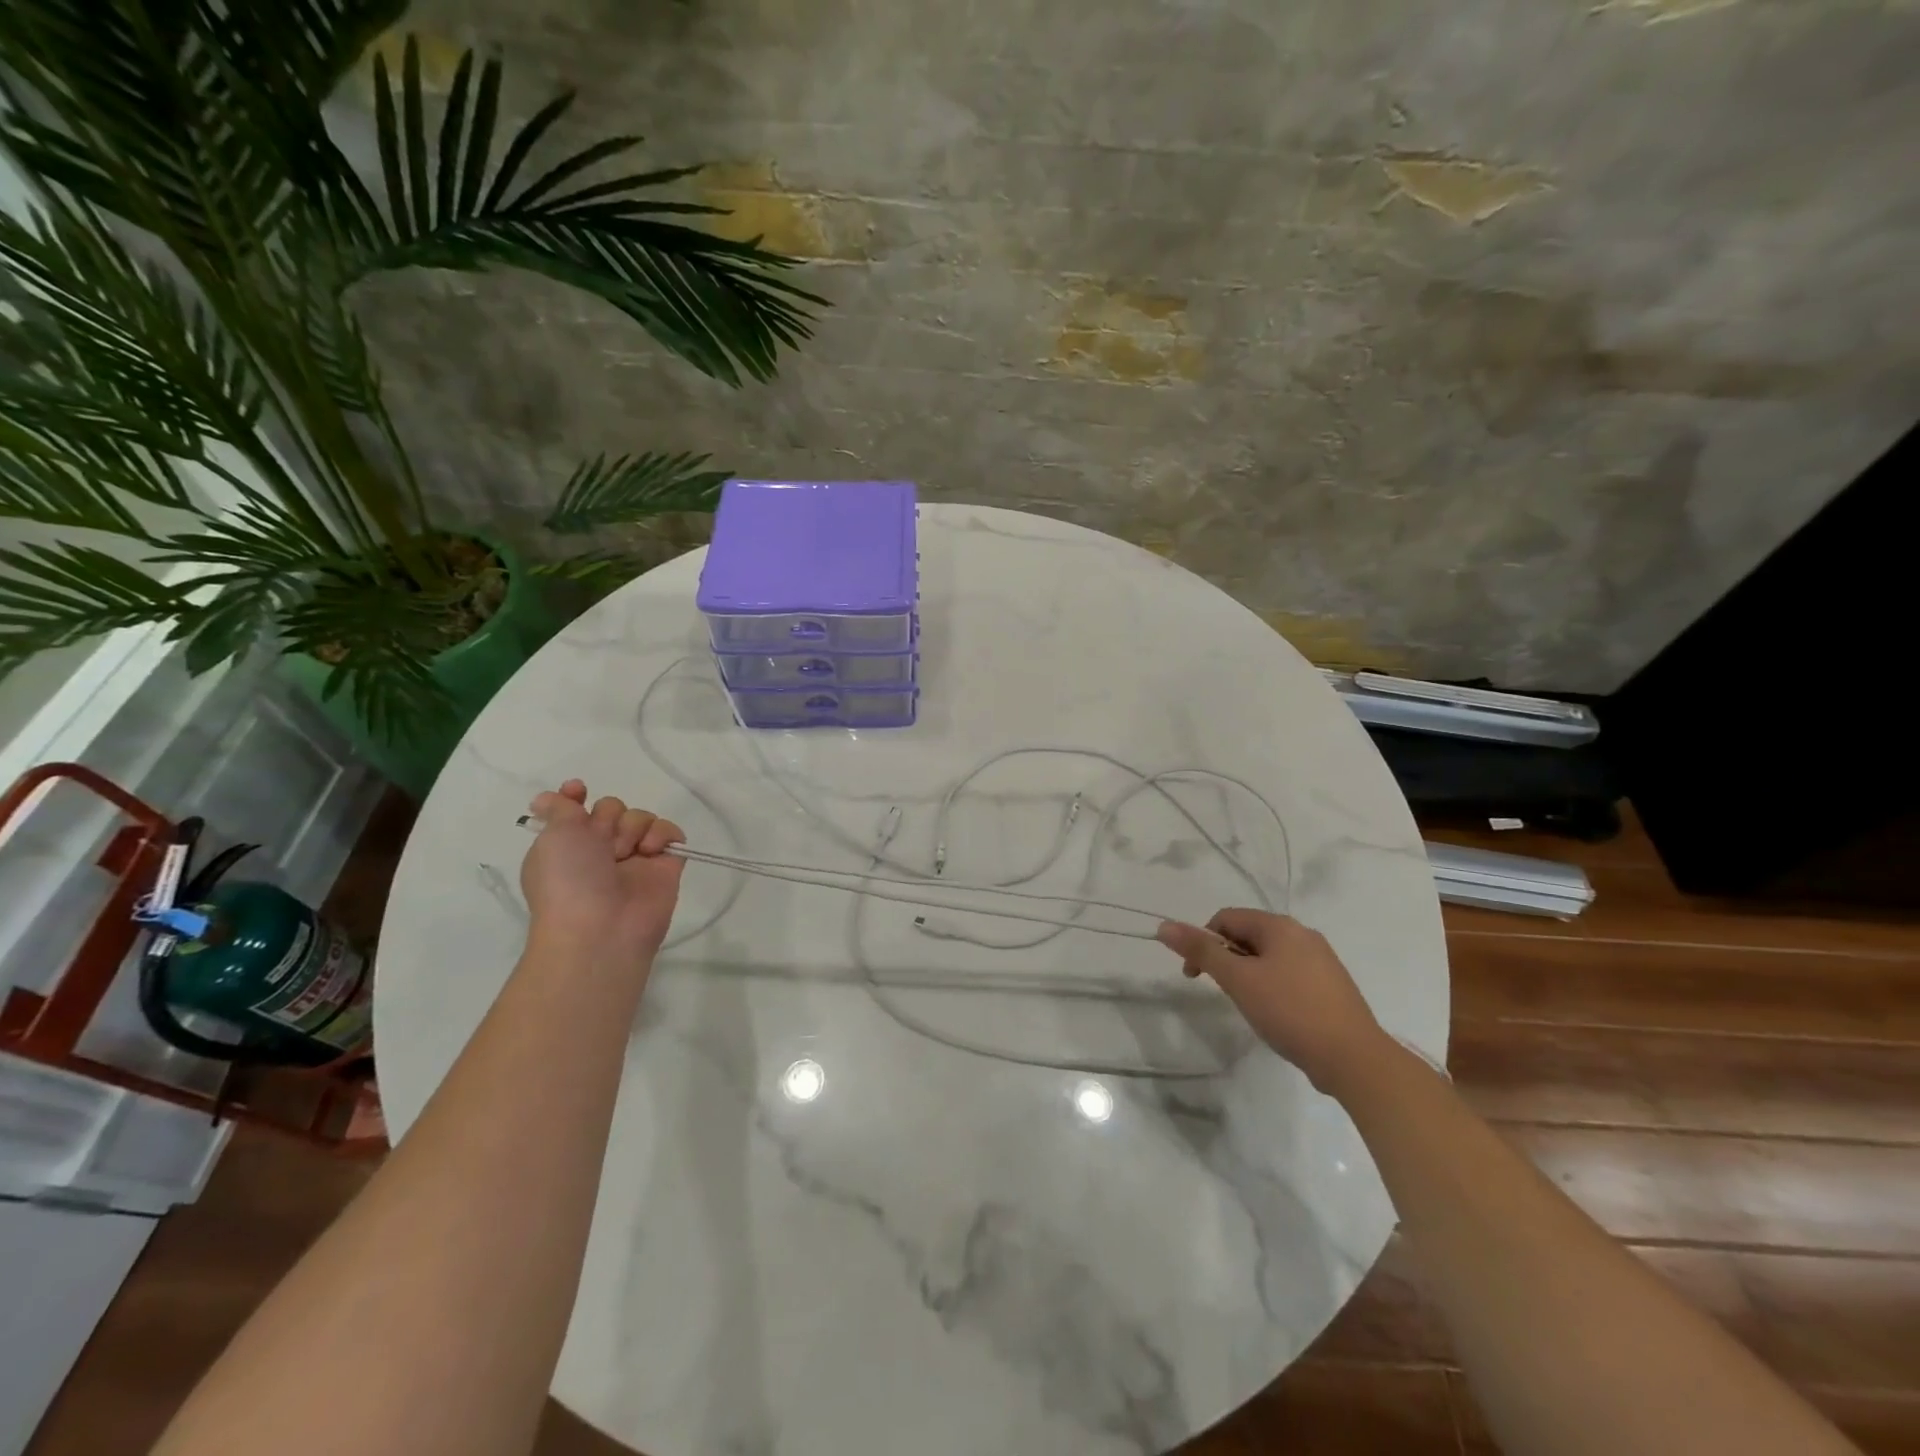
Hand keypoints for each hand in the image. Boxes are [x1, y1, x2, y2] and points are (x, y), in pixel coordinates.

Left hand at [520, 780, 685, 962]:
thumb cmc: (568, 881)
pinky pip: (671, 833)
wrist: (601, 929)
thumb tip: (545, 798)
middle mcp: (601, 850)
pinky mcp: (666, 866)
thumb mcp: (552, 837)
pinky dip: (663, 834)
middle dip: (609, 816)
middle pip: (613, 808)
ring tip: (628, 853)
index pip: (576, 808)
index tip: (578, 791)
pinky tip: (651, 851)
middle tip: (603, 842)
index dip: (576, 796)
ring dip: (633, 827)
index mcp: (568, 845)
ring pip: (641, 817)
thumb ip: (558, 809)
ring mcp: (635, 858)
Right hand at [1157, 909, 1385, 1095]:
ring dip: (1248, 974)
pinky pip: (1289, 974)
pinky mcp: (1332, 985)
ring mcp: (1322, 960)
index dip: (1203, 942)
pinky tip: (1276, 1015)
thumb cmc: (1289, 1011)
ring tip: (1250, 1006)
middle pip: (1248, 936)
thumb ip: (1201, 950)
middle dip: (1227, 960)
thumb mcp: (1238, 980)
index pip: (1226, 918)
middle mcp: (1303, 934)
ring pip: (1269, 957)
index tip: (1194, 976)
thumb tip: (1164, 925)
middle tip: (1224, 993)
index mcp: (1280, 925)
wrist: (1354, 1058)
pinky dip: (1272, 987)